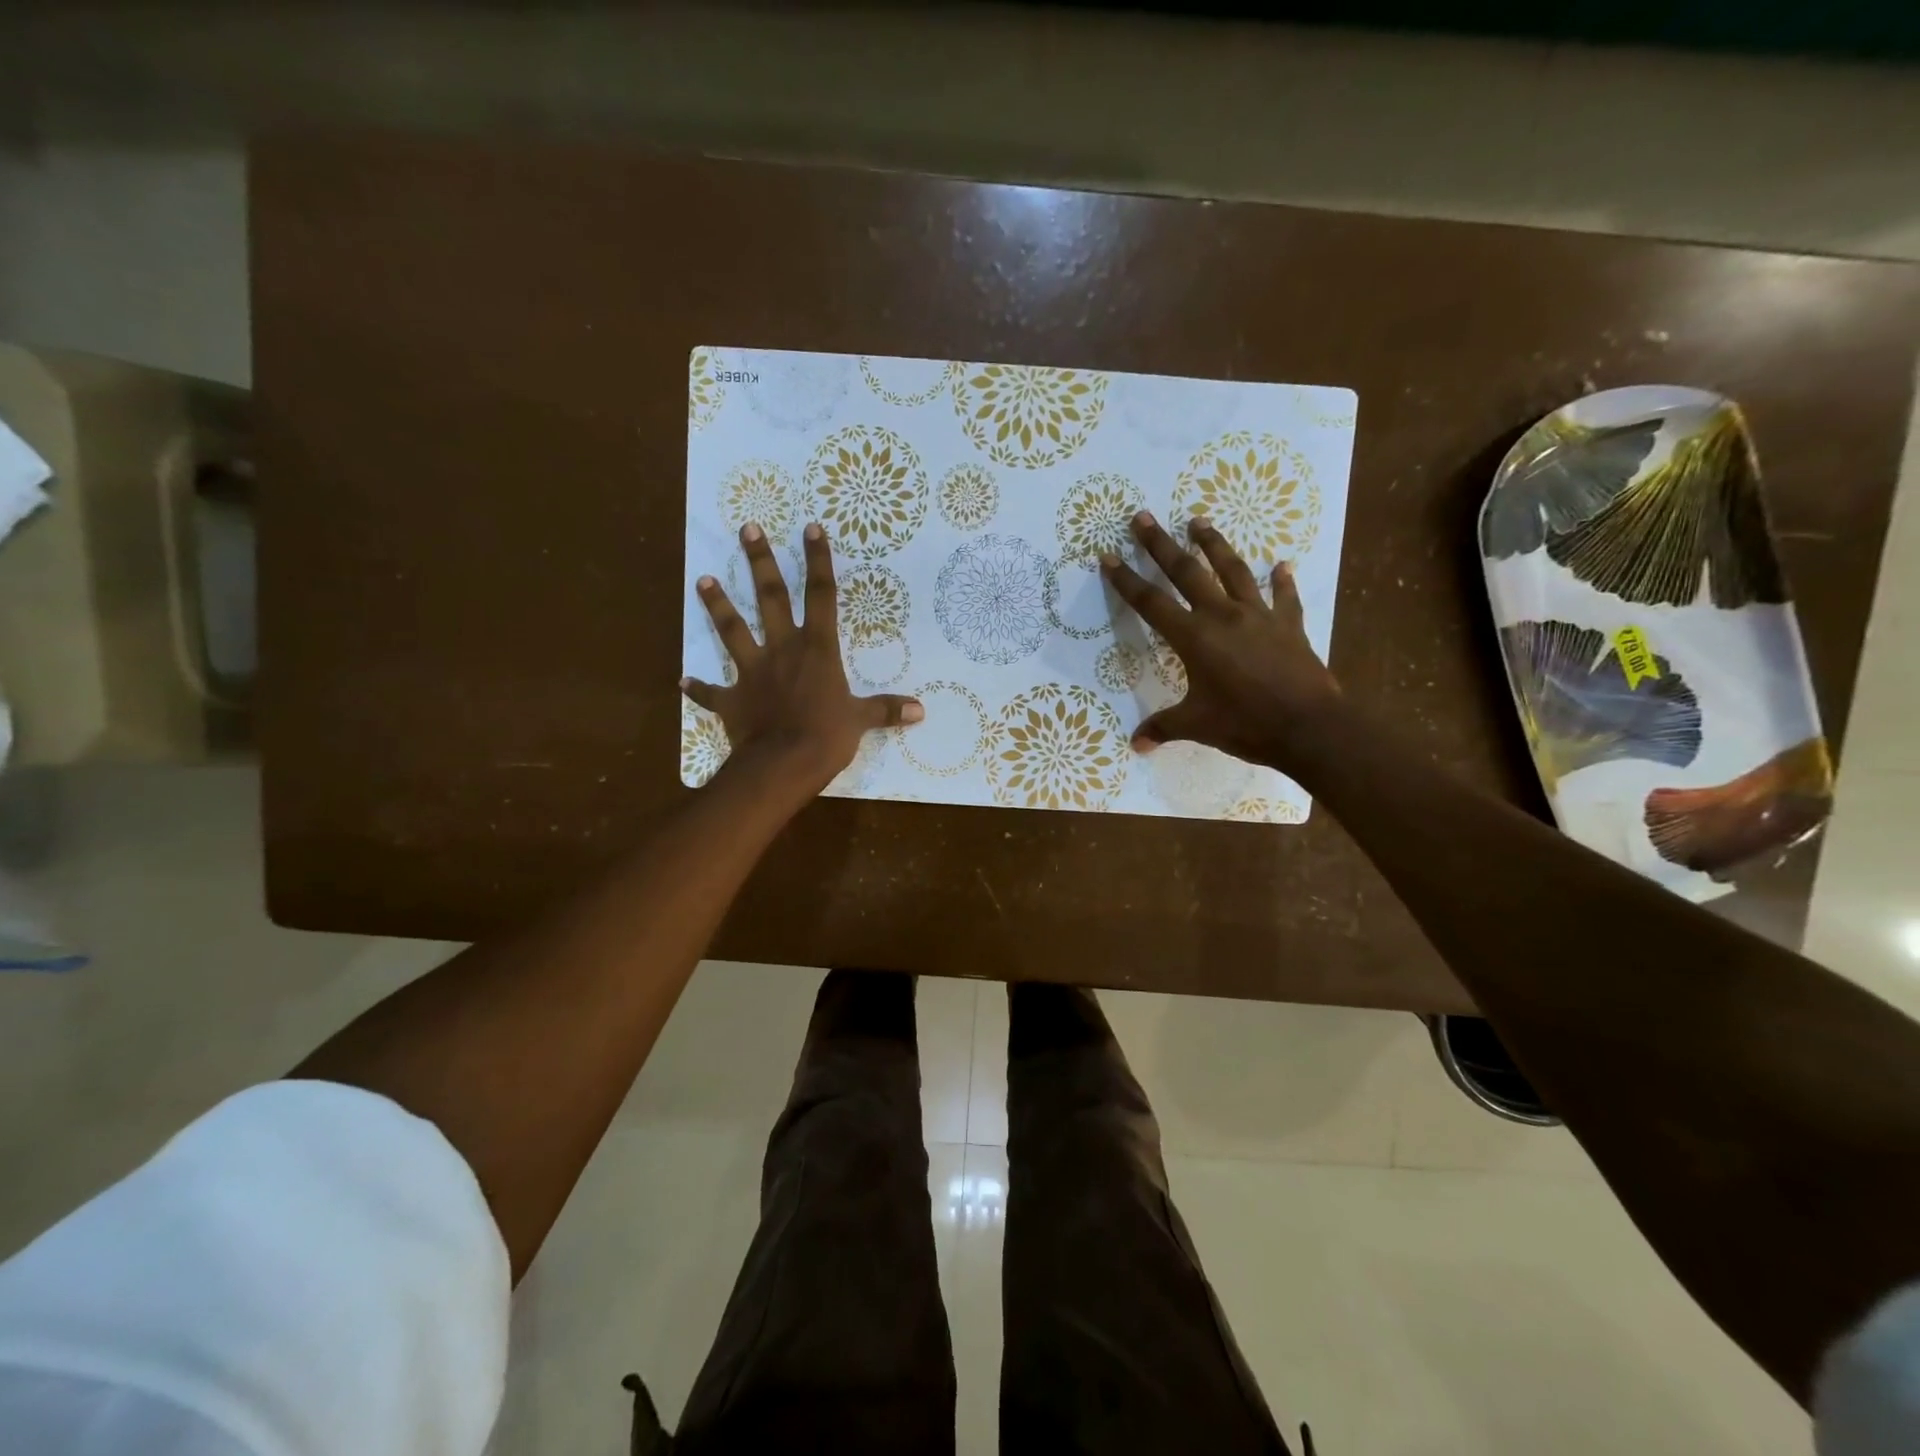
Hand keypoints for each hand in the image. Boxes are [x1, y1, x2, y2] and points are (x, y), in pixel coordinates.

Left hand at [683, 522, 921, 795]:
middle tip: (748, 529)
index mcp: (817, 649)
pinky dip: (698, 688)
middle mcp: (782, 649)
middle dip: (760, 562)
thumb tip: (921, 711)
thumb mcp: (861, 721)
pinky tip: (683, 681)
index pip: (821, 595)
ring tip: (702, 580)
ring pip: (731, 630)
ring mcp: (752, 671)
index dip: (818, 560)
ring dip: (717, 605)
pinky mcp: (732, 699)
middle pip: (770, 597)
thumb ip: (886, 710)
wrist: (783, 765)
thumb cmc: (826, 737)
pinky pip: (711, 693)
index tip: (810, 527)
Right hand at [1100, 512, 1341, 769]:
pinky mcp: (1289, 626)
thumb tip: (1136, 744)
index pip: (1151, 603)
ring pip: (1233, 570)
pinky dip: (1282, 581)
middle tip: (1143, 517)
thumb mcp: (1197, 726)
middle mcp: (1223, 616)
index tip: (1108, 556)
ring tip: (1200, 521)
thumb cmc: (1246, 724)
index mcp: (1194, 638)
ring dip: (1214, 544)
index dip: (1126, 580)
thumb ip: (1164, 727)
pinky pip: (1284, 598)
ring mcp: (1259, 616)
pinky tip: (1281, 565)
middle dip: (1161, 545)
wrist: (1309, 727)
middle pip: (1187, 572)